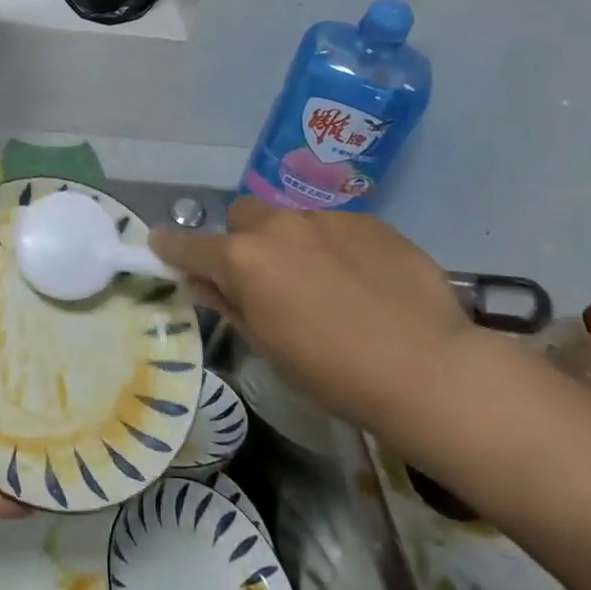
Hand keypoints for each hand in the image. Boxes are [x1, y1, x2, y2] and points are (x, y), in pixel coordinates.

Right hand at [150, 199, 474, 434]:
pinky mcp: (368, 220)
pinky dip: (333, 245)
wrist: (430, 369)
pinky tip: (362, 280)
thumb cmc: (335, 373)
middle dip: (243, 240)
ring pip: (290, 217)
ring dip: (290, 240)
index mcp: (244, 259)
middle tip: (264, 277)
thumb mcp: (269, 348)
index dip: (171, 247)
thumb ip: (228, 305)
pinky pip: (334, 225)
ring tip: (322, 279)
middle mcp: (278, 225)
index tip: (160, 246)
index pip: (189, 245)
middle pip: (243, 217)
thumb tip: (200, 283)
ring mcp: (326, 217)